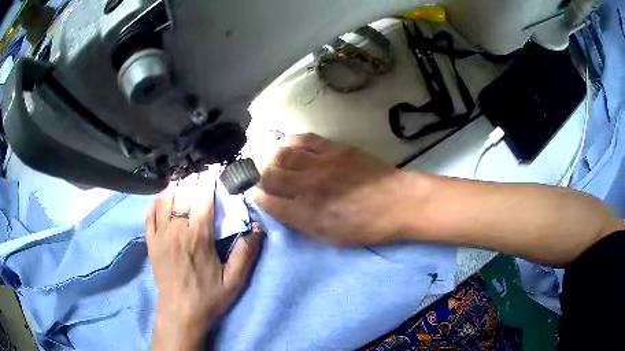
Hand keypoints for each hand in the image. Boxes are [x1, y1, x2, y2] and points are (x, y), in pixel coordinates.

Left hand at [146, 172, 263, 350]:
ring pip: (165, 200)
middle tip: (198, 170)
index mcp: (198, 237)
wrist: (180, 313)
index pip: (203, 200)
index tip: (213, 172)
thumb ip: (246, 254)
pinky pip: (149, 215)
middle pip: (182, 195)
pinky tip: (162, 196)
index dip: (208, 183)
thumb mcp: (234, 281)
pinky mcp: (151, 242)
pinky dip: (156, 202)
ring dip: (174, 186)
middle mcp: (177, 230)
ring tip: (181, 178)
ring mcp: (160, 235)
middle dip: (191, 179)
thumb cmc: (208, 297)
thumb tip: (258, 227)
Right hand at [254, 133, 414, 245]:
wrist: (398, 203)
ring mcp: (320, 164)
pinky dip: (291, 142)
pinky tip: (290, 147)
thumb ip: (300, 222)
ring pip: (282, 154)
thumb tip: (277, 207)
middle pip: (269, 174)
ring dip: (272, 158)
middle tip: (262, 178)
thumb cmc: (365, 226)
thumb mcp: (330, 236)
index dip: (257, 197)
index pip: (268, 201)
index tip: (255, 194)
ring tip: (274, 162)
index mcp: (306, 214)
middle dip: (259, 176)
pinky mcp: (334, 148)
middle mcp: (308, 187)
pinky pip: (303, 139)